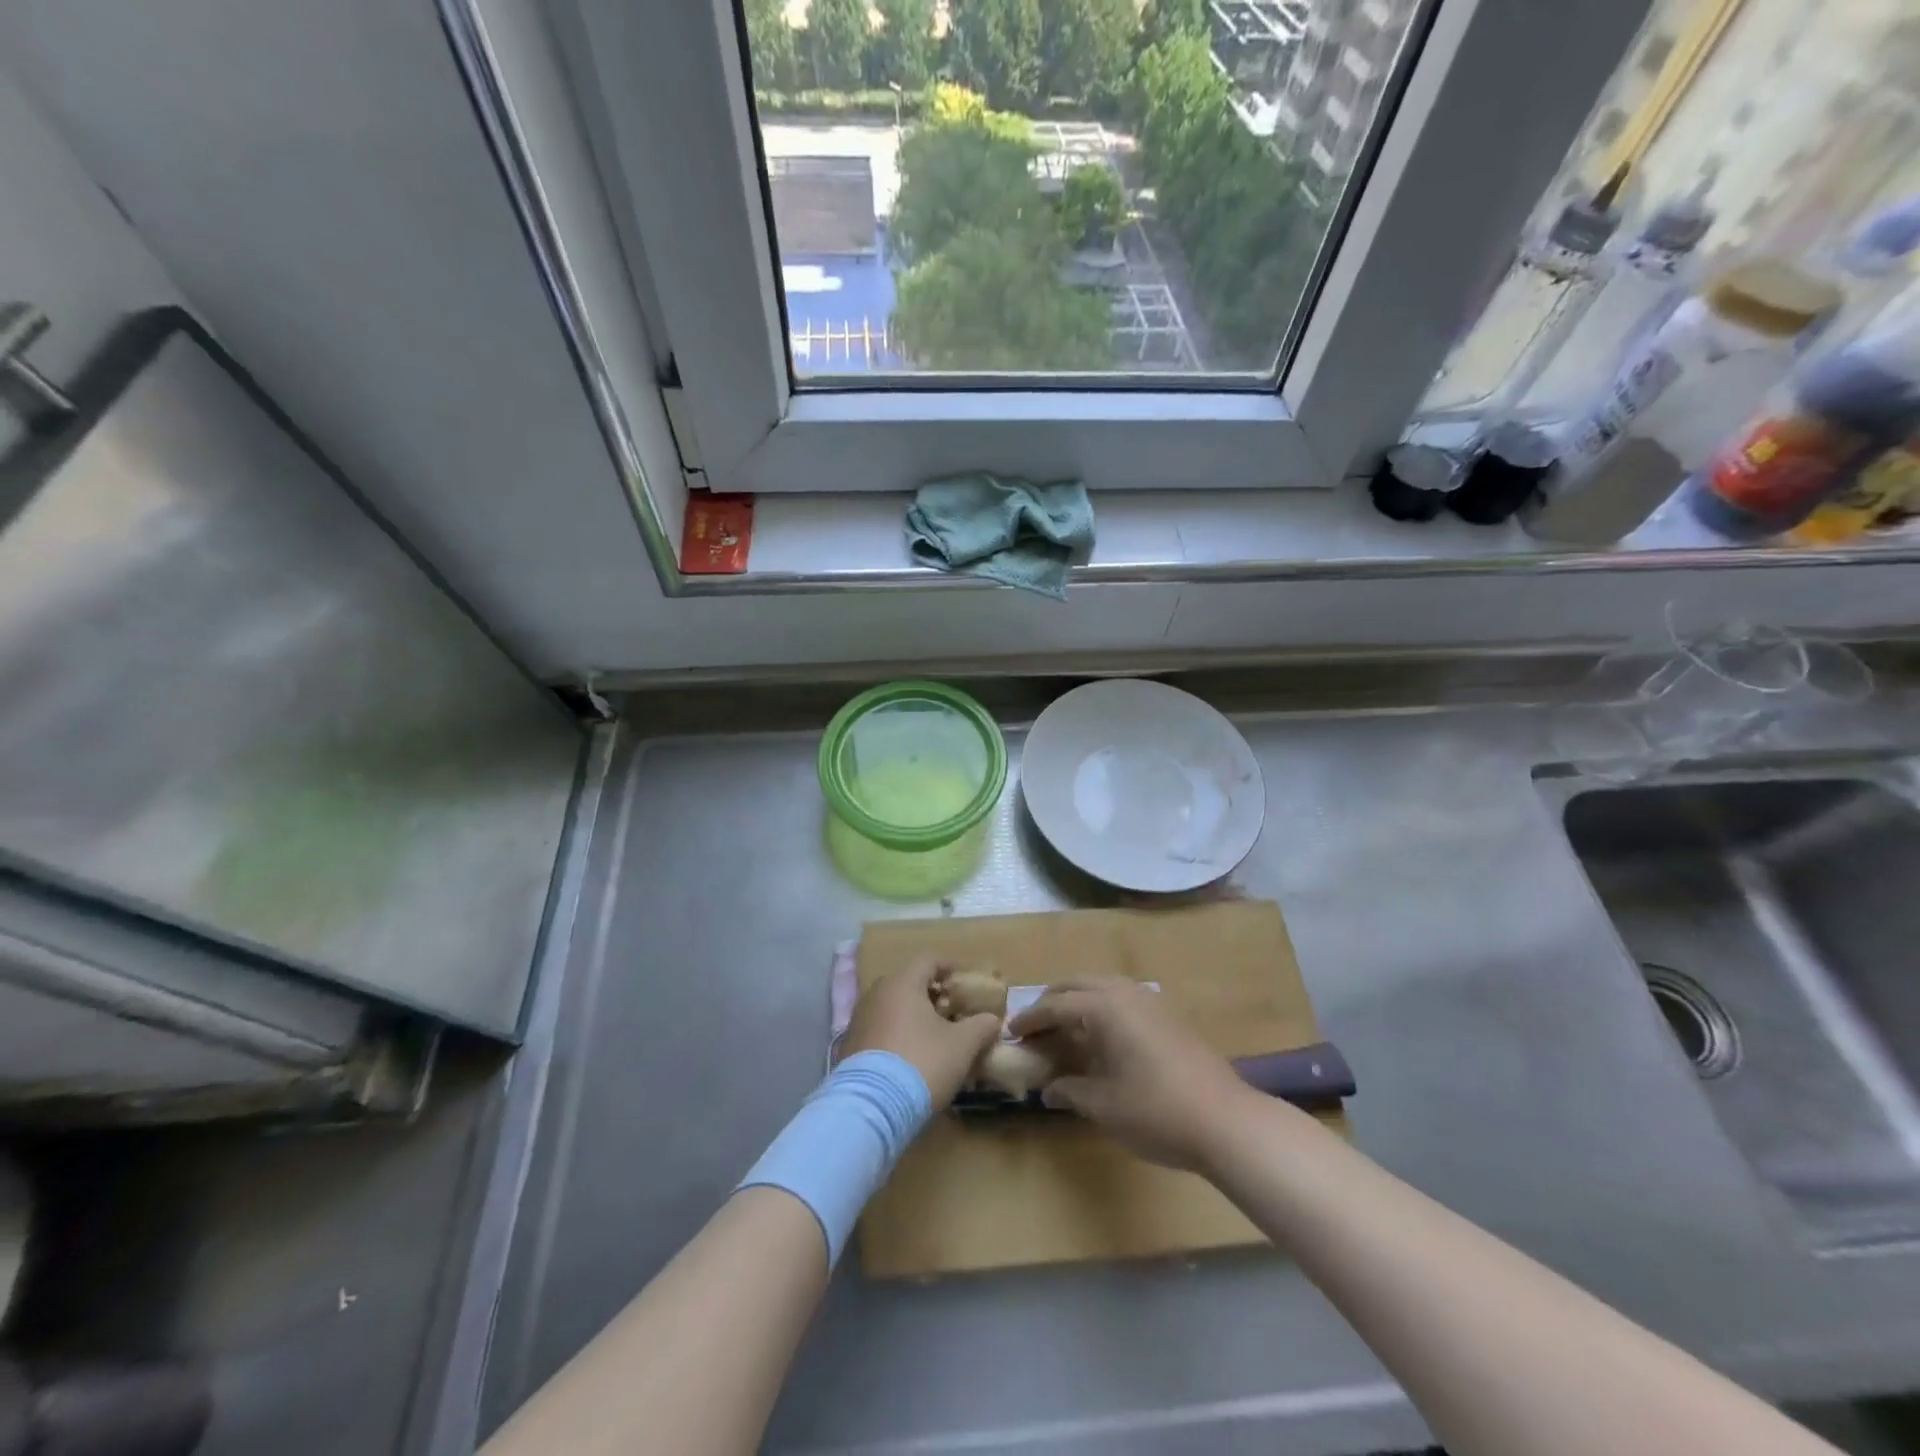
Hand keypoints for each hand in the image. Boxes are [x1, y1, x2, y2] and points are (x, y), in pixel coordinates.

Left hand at [839, 956, 1000, 1110]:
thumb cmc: (922, 1062)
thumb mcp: (962, 1045)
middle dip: (933, 994)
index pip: (929, 960)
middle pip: (909, 983)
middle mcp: (876, 993)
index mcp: (902, 983)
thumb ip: (981, 1026)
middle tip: (954, 1011)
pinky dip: (898, 1034)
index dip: (951, 966)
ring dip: (915, 1016)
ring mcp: (859, 1020)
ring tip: (935, 1037)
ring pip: (893, 1007)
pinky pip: (881, 1029)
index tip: (967, 981)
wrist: (871, 1107)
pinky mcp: (850, 1046)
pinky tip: (912, 1057)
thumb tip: (991, 1020)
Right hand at [1009, 976, 1255, 1170]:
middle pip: (1078, 984)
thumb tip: (1047, 1089)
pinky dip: (1102, 1007)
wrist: (1226, 1121)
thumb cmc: (1157, 1111)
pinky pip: (1123, 997)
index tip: (1011, 1032)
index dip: (1031, 1019)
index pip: (1056, 1005)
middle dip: (1052, 1001)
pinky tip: (1100, 1036)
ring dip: (1078, 1000)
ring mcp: (1151, 1001)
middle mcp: (1126, 993)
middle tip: (1033, 1026)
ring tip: (1063, 1028)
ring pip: (1103, 986)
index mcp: (1105, 1007)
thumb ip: (1070, 1091)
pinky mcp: (1169, 1016)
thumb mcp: (1104, 1106)